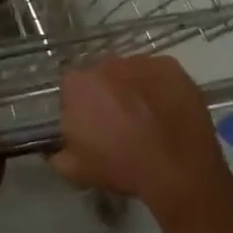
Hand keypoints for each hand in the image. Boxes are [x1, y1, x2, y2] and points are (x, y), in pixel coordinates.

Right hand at [48, 58, 232, 224]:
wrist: (177, 168)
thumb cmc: (121, 167)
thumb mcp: (75, 170)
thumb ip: (56, 153)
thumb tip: (54, 148)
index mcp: (77, 85)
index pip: (71, 90)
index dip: (81, 108)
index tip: (92, 127)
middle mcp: (106, 64)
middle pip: (101, 76)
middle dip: (107, 94)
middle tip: (120, 122)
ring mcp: (141, 62)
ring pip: (130, 72)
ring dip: (133, 88)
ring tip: (148, 118)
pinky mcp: (170, 66)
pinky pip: (158, 74)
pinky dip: (159, 87)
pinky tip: (167, 111)